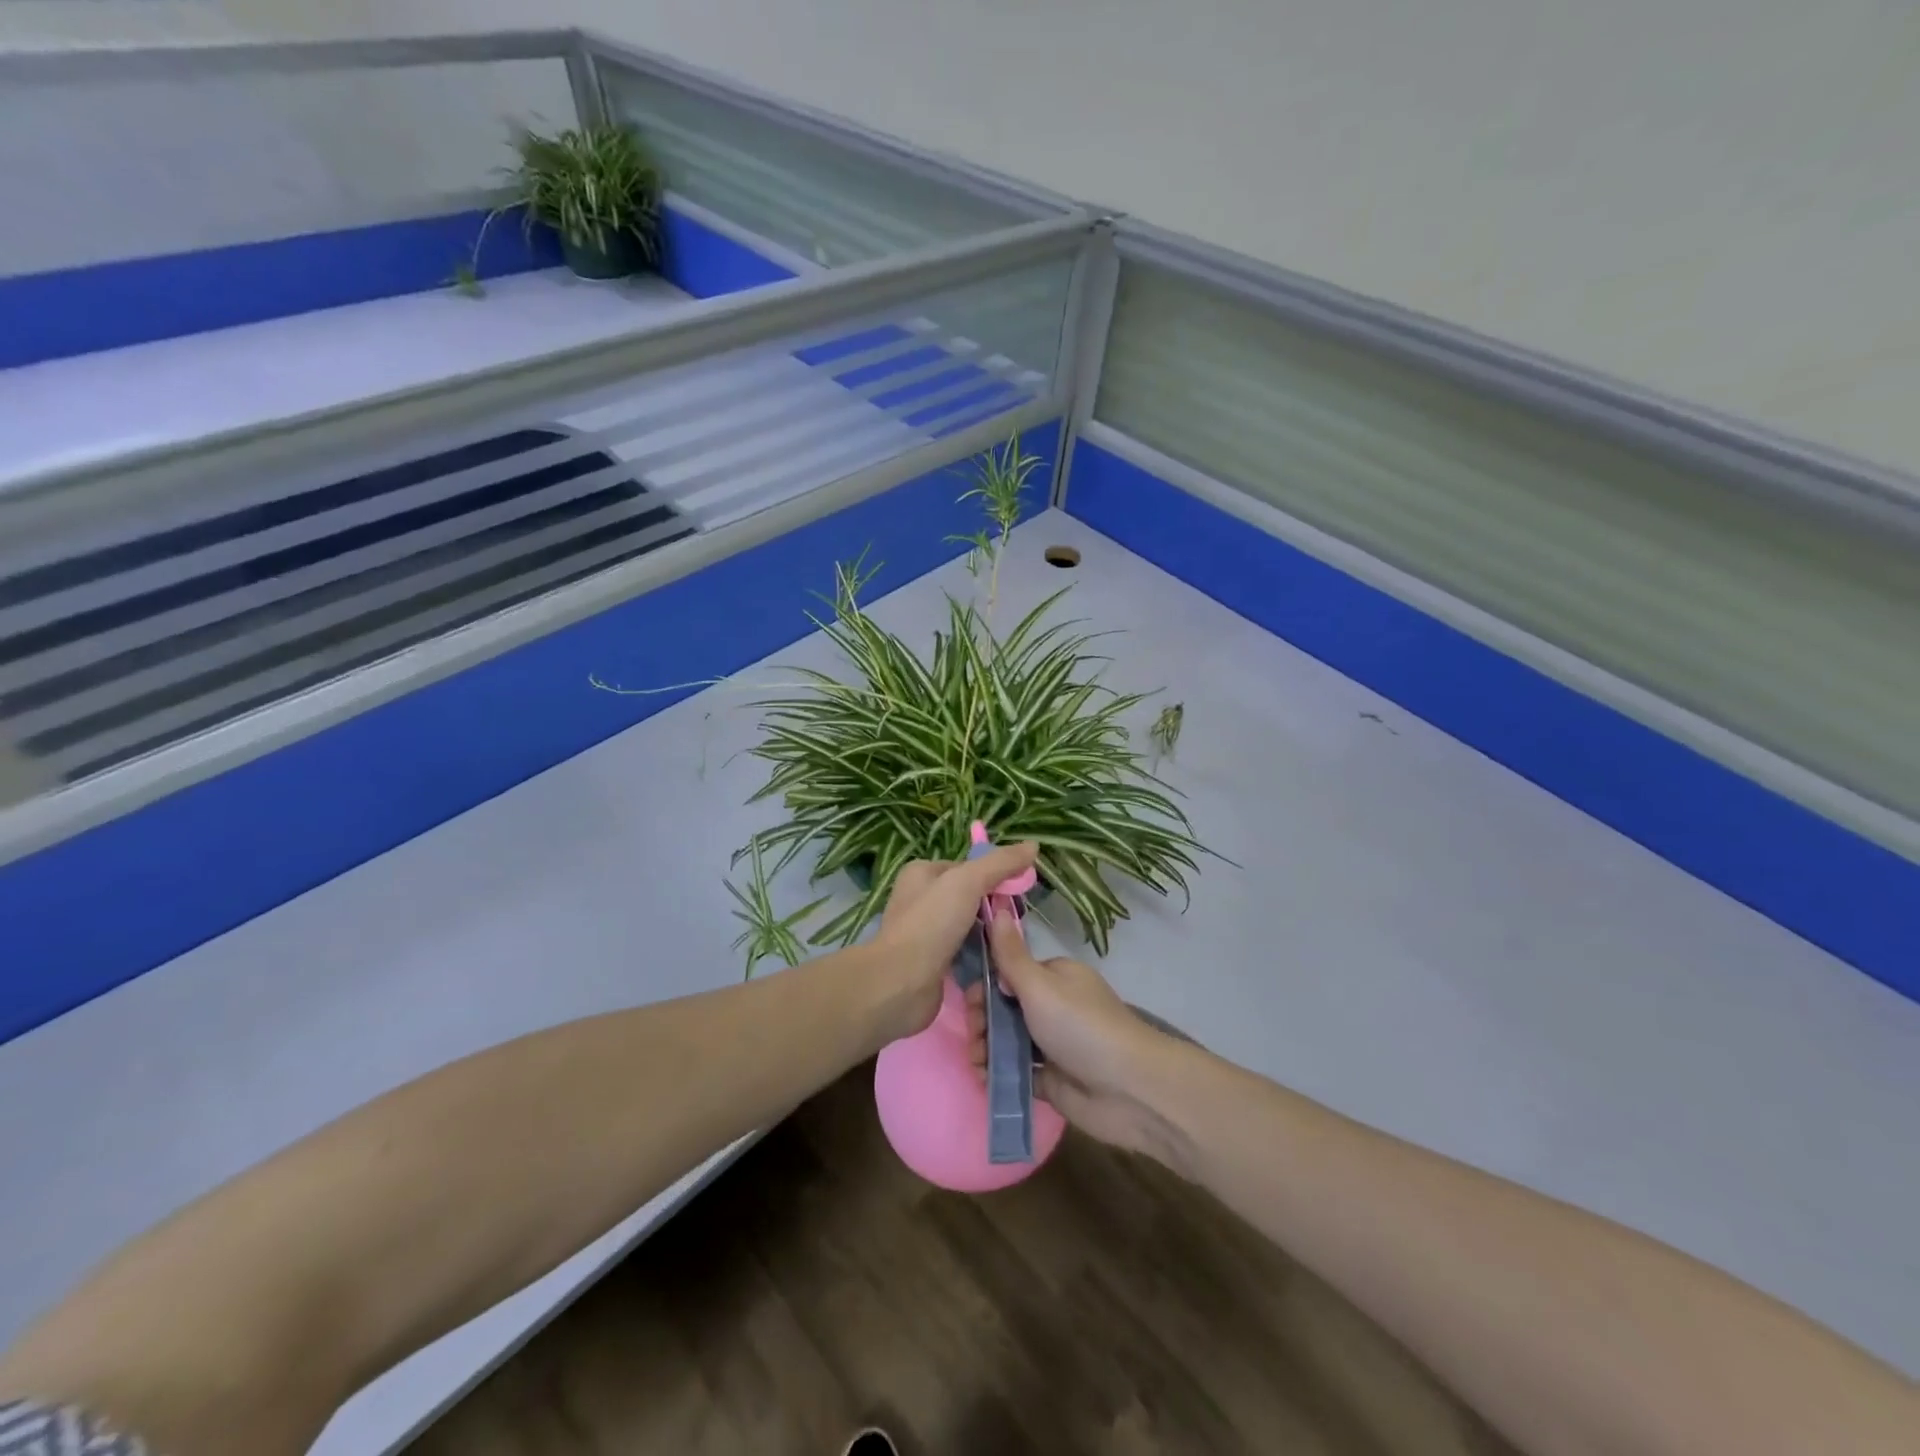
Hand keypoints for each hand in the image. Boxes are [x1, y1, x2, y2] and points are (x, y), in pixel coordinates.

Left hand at [867, 843, 1038, 1041]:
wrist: (901, 984)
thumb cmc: (931, 923)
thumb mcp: (968, 882)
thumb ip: (1000, 863)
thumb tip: (1033, 845)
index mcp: (922, 873)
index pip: (968, 868)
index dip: (995, 876)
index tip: (1019, 891)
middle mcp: (920, 899)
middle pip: (970, 897)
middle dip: (994, 907)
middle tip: (1017, 920)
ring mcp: (925, 932)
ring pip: (969, 926)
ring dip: (990, 933)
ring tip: (1012, 942)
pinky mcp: (933, 962)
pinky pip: (964, 952)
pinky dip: (980, 955)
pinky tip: (999, 962)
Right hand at [971, 911, 1188, 1167]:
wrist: (1128, 1089)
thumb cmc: (1080, 1026)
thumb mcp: (1040, 985)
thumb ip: (1010, 954)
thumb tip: (996, 908)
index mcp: (1055, 976)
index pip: (1010, 972)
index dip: (985, 984)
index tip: (968, 1000)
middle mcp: (1053, 1005)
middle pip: (1004, 1007)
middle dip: (983, 1019)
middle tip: (975, 1035)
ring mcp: (1052, 1043)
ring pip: (1007, 1039)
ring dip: (986, 1047)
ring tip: (978, 1061)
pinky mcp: (1052, 1078)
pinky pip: (1016, 1069)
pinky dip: (999, 1072)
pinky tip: (985, 1077)